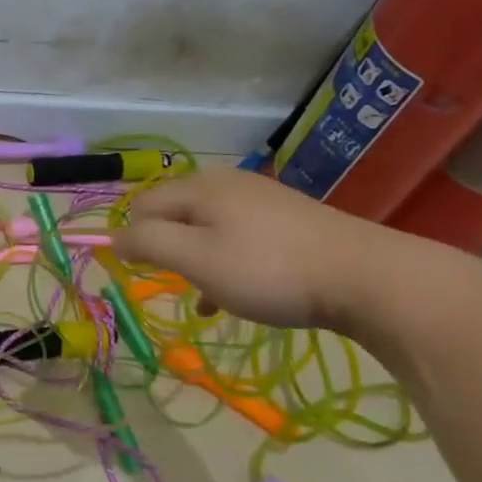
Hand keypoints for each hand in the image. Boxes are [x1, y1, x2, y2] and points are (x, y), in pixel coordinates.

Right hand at [112, 168, 404, 329]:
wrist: (367, 277)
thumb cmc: (269, 270)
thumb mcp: (197, 258)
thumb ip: (149, 243)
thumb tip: (114, 236)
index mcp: (200, 187)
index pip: (142, 205)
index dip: (132, 239)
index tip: (139, 276)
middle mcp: (227, 184)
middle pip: (174, 214)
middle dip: (166, 248)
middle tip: (174, 283)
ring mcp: (261, 200)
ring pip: (206, 228)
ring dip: (195, 260)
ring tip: (202, 296)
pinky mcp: (288, 221)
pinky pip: (238, 238)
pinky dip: (225, 263)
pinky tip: (232, 295)